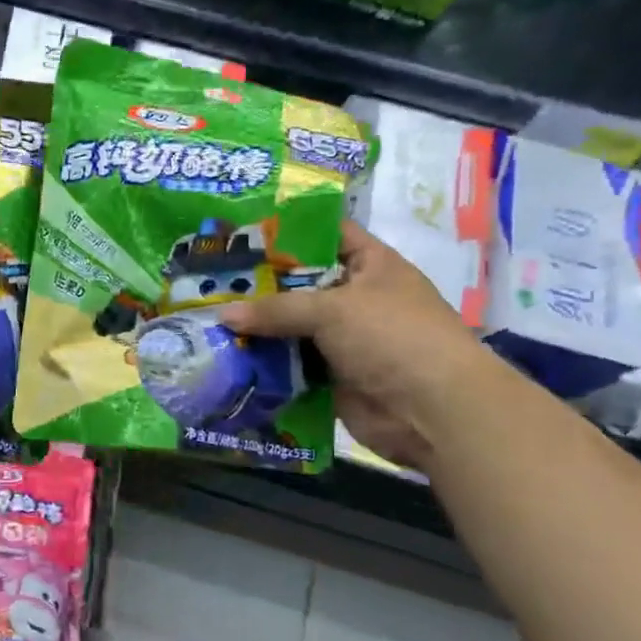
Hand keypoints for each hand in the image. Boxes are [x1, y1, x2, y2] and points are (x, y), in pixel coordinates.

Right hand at [217, 220, 491, 471]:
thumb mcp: (332, 309)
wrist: (432, 411)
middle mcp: (356, 297)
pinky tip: (226, 354)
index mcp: (371, 265)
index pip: (327, 233)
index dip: (289, 229)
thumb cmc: (392, 337)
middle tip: (210, 277)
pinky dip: (265, 361)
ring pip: (292, 326)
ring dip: (257, 326)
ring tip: (207, 315)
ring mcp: (344, 338)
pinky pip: (291, 362)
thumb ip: (275, 308)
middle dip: (259, 283)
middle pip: (300, 283)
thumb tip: (222, 314)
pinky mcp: (332, 375)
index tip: (242, 230)